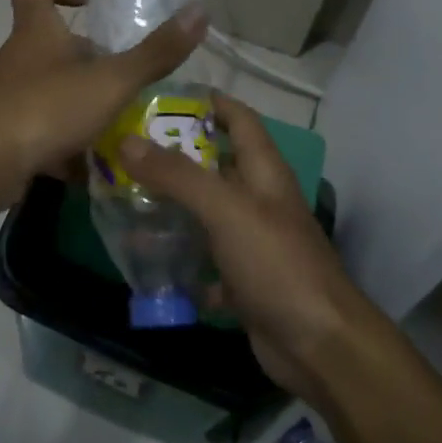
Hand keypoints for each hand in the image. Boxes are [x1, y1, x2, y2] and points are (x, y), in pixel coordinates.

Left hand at [0, 0, 208, 211]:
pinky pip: (40, 132)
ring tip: (120, 123)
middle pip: (49, 45)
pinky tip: (92, 167)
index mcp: (35, 34)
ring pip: (48, 92)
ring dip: (81, 103)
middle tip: (124, 75)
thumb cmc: (45, 109)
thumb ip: (155, 52)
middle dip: (87, 58)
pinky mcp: (3, 136)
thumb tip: (199, 11)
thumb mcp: (110, 81)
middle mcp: (17, 61)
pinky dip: (65, 145)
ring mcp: (6, 100)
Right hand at [120, 94, 384, 402]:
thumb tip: (127, 141)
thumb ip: (177, 175)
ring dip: (170, 209)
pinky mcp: (243, 280)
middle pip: (214, 166)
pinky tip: (146, 260)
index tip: (162, 97)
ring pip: (205, 214)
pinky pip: (203, 260)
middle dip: (173, 157)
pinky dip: (178, 259)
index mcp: (264, 172)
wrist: (318, 344)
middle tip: (124, 151)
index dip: (208, 103)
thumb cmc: (276, 263)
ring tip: (123, 201)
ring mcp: (252, 242)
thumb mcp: (225, 210)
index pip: (239, 119)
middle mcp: (259, 200)